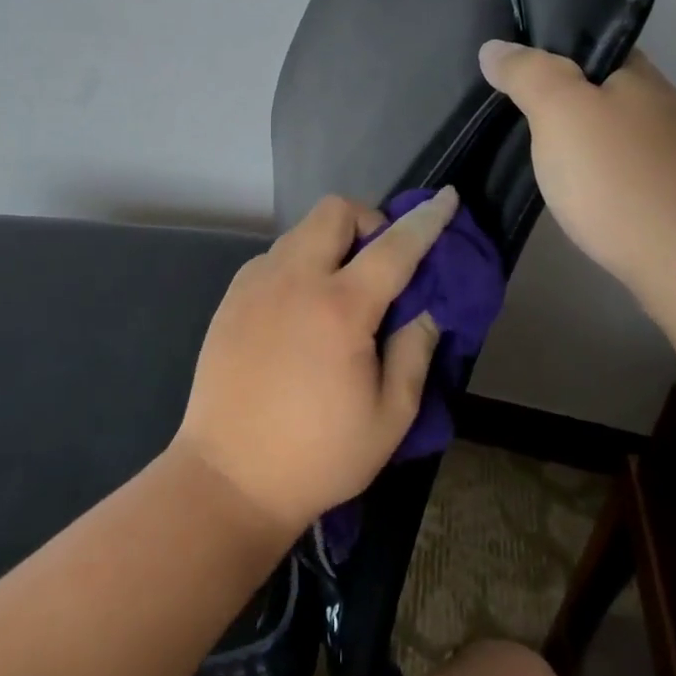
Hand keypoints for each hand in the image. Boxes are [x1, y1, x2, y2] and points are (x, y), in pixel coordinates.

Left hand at [173, 188, 459, 534]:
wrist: (228, 478)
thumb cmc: (318, 456)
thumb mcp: (390, 416)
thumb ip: (414, 351)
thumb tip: (425, 307)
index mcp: (339, 308)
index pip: (394, 247)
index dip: (426, 220)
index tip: (446, 198)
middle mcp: (294, 280)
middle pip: (335, 211)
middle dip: (367, 221)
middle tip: (378, 265)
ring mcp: (255, 283)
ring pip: (301, 231)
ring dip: (330, 244)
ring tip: (338, 293)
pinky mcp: (231, 297)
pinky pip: (274, 258)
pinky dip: (299, 265)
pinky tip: (300, 312)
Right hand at [478, 41, 675, 290]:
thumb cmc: (619, 178)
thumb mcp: (560, 111)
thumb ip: (527, 73)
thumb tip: (494, 47)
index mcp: (638, 74)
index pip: (589, 43)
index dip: (548, 48)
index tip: (507, 67)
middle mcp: (660, 105)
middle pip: (598, 88)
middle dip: (556, 96)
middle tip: (505, 110)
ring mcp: (671, 154)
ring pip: (608, 132)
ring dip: (574, 138)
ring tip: (528, 152)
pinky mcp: (670, 197)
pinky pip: (618, 169)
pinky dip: (592, 173)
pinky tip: (572, 190)